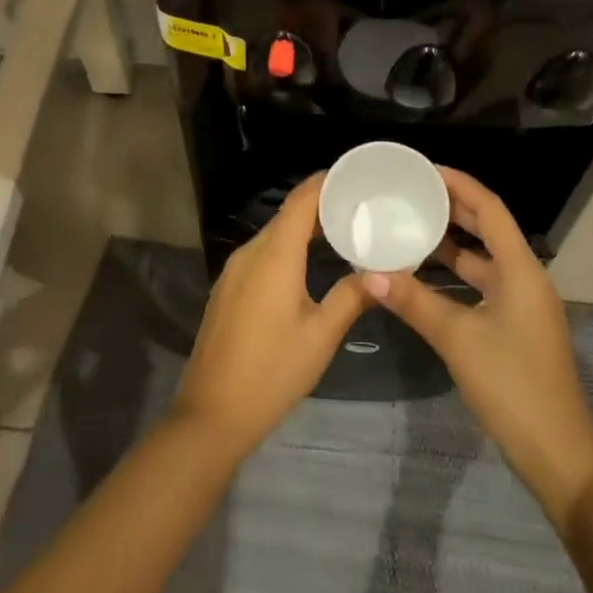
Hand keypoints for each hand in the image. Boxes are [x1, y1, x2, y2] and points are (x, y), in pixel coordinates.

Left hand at [173, 174, 368, 459]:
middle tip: (361, 208)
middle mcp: (251, 252)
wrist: (210, 416)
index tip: (357, 176)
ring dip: (305, 229)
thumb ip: (351, 297)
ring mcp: (234, 270)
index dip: (328, 181)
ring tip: (342, 232)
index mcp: (274, 254)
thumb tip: (381, 273)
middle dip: (323, 206)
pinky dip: (288, 248)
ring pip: (275, 234)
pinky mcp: (228, 288)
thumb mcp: (320, 336)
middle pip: (289, 214)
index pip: (302, 199)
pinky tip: (308, 264)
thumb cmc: (271, 372)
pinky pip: (262, 254)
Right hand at [364, 168, 592, 526]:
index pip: (489, 209)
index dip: (459, 184)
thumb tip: (370, 272)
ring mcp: (523, 304)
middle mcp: (525, 278)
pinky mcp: (517, 327)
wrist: (559, 455)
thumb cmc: (512, 386)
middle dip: (453, 209)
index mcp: (520, 269)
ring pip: (485, 260)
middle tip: (413, 193)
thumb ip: (414, 302)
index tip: (425, 170)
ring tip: (414, 226)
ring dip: (453, 244)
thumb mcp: (458, 340)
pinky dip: (457, 276)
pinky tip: (427, 278)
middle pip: (489, 229)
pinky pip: (484, 285)